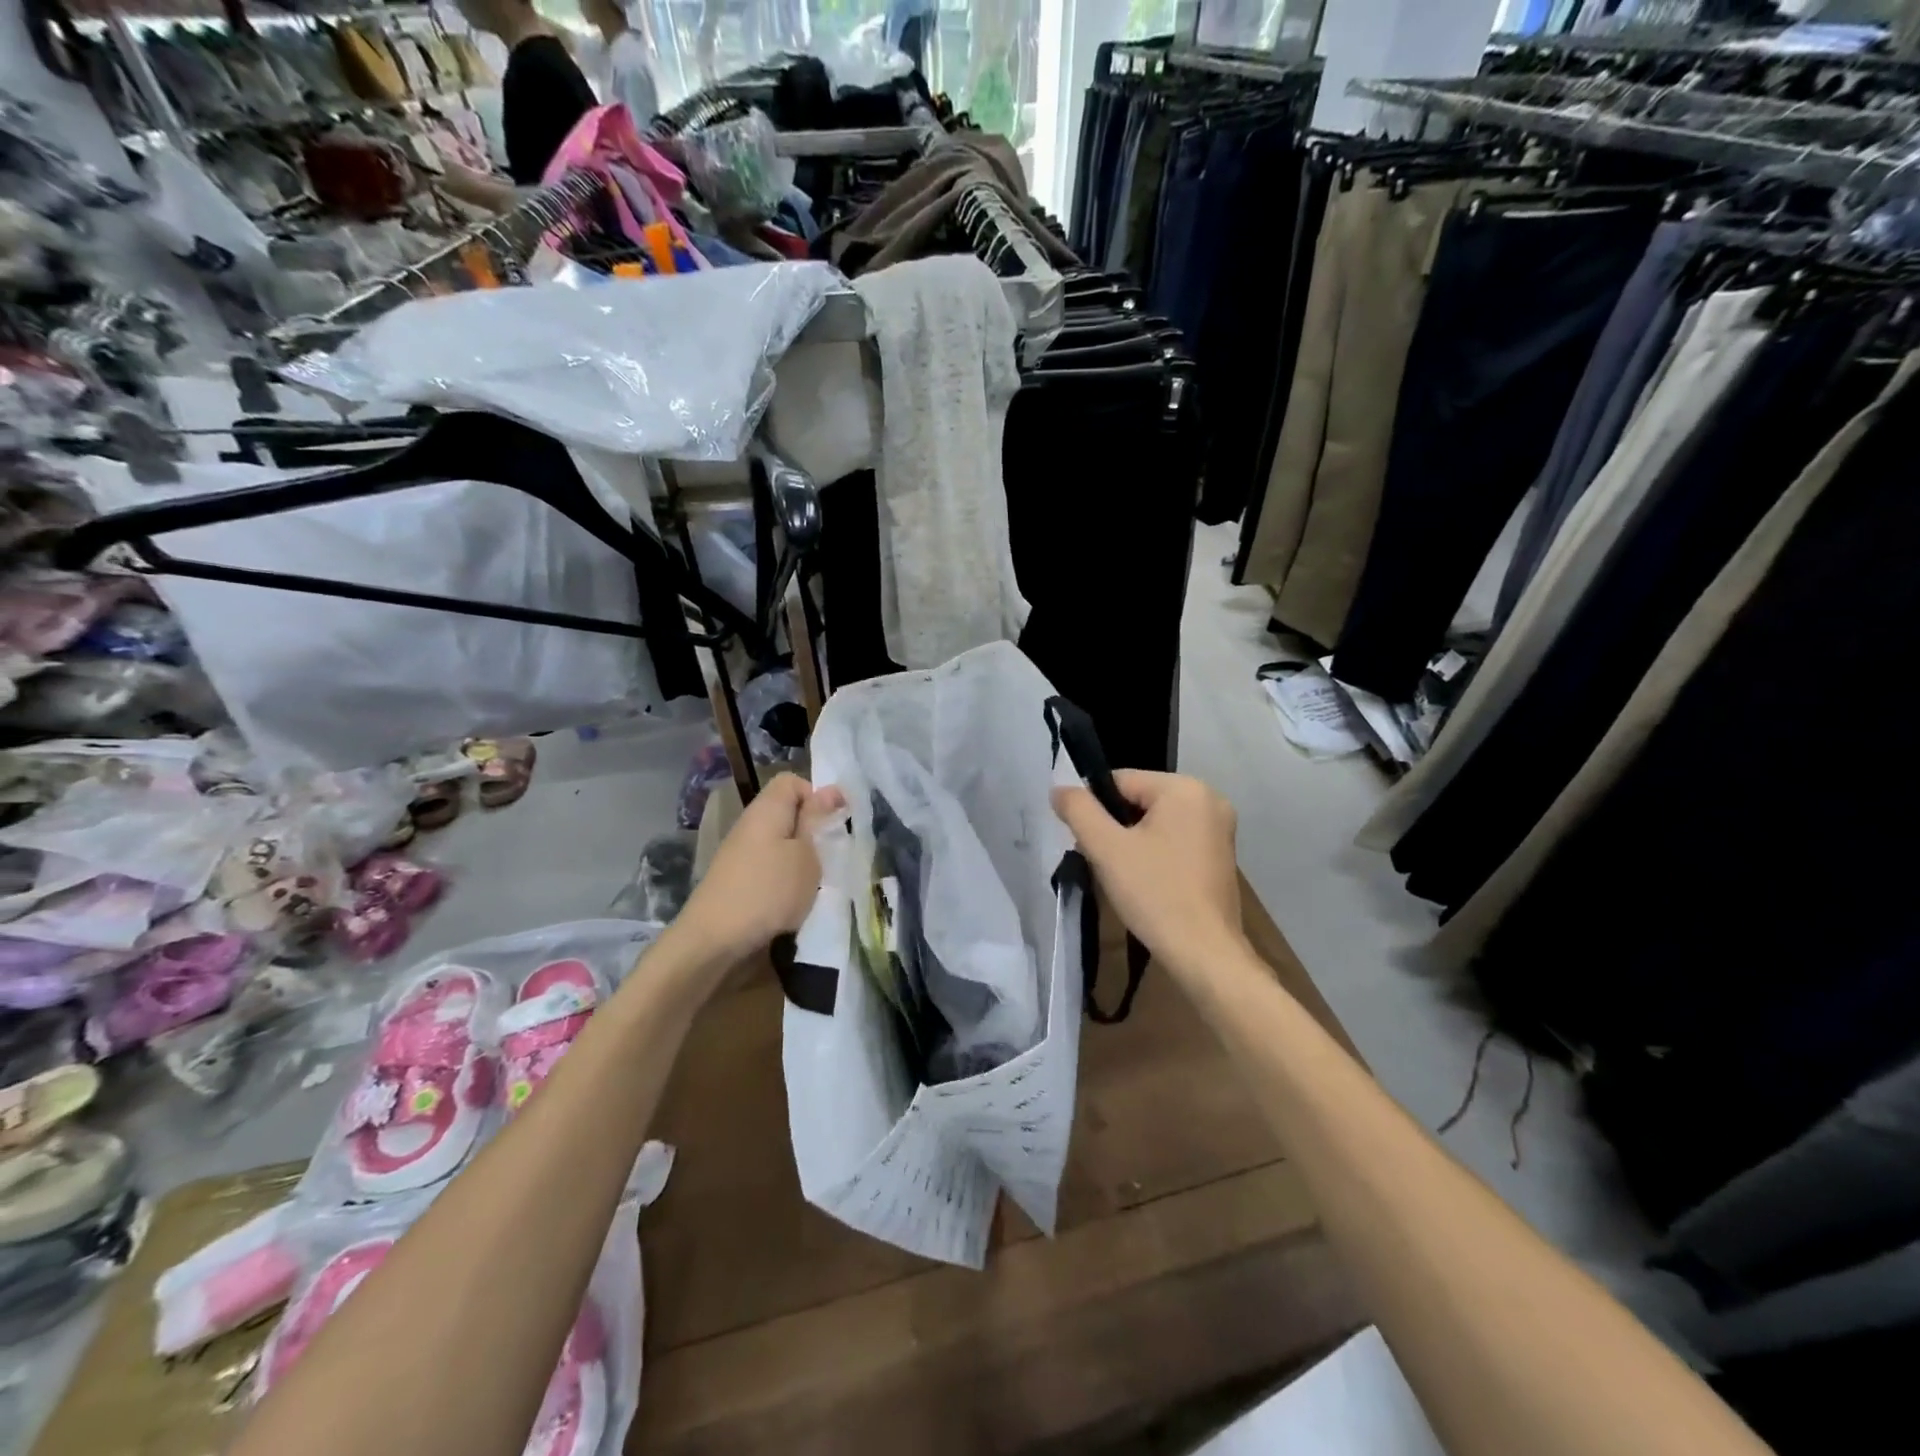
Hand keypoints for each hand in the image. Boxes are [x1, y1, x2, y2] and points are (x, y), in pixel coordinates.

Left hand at [672, 773, 846, 968]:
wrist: (714, 942)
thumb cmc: (769, 891)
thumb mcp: (806, 855)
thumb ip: (817, 821)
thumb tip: (830, 790)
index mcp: (767, 809)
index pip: (792, 781)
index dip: (816, 794)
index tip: (834, 822)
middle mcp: (750, 826)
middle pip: (787, 814)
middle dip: (812, 832)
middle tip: (831, 855)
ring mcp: (741, 855)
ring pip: (781, 844)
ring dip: (802, 860)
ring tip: (816, 882)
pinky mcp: (738, 881)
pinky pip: (770, 868)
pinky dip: (786, 880)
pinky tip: (795, 902)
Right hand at [1051, 771, 1245, 983]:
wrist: (1204, 953)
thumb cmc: (1155, 894)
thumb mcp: (1106, 848)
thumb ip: (1079, 811)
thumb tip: (1059, 789)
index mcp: (1185, 788)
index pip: (1121, 781)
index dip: (1096, 809)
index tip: (1088, 843)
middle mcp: (1209, 799)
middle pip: (1139, 800)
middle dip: (1115, 827)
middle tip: (1104, 862)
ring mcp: (1220, 828)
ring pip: (1156, 822)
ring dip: (1133, 842)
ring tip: (1123, 876)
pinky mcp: (1221, 855)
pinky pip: (1175, 839)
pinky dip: (1155, 854)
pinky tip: (1146, 882)